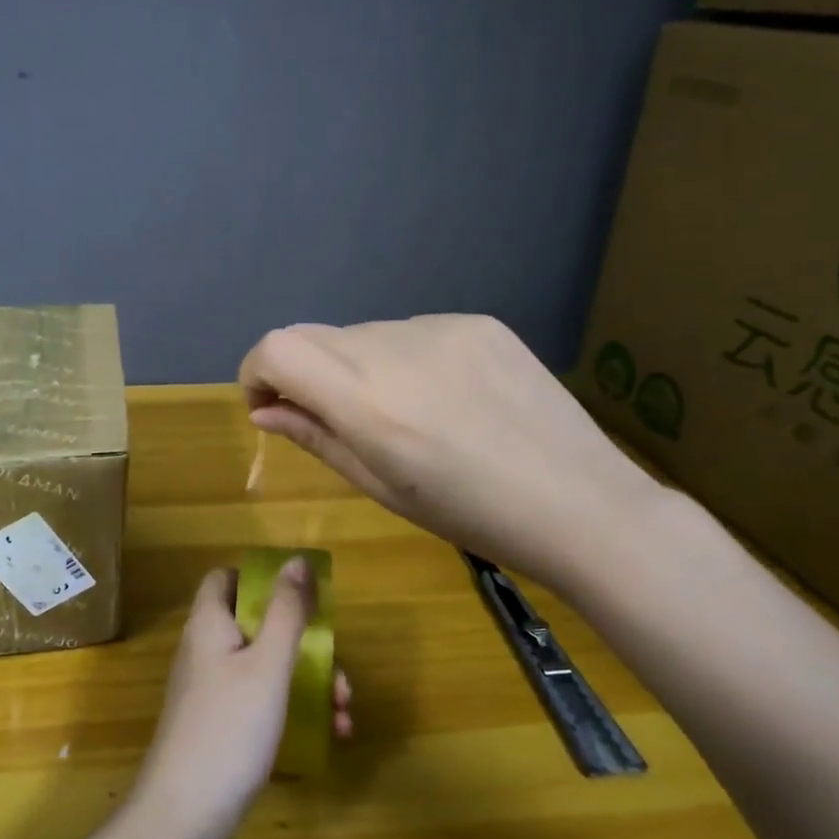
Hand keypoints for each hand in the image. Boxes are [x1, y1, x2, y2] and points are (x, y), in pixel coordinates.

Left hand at [132, 563, 351, 838]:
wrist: (185, 816)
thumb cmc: (230, 727)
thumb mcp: (268, 664)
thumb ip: (286, 611)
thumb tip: (296, 561)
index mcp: (209, 624)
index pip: (226, 578)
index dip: (260, 578)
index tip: (300, 594)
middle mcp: (206, 650)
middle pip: (255, 624)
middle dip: (303, 641)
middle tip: (338, 667)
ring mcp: (211, 691)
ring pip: (265, 666)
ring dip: (308, 680)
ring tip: (344, 710)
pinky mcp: (220, 725)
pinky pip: (260, 701)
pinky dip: (293, 709)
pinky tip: (330, 735)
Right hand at [240, 315, 664, 596]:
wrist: (582, 503)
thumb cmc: (471, 516)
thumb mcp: (382, 488)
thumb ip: (316, 438)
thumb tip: (264, 411)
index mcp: (368, 402)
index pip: (277, 348)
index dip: (256, 372)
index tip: (269, 406)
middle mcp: (395, 349)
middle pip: (313, 336)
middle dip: (303, 373)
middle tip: (331, 418)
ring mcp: (441, 328)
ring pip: (363, 335)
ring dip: (357, 367)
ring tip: (403, 414)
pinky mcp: (478, 322)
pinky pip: (412, 332)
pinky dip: (403, 359)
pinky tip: (445, 398)